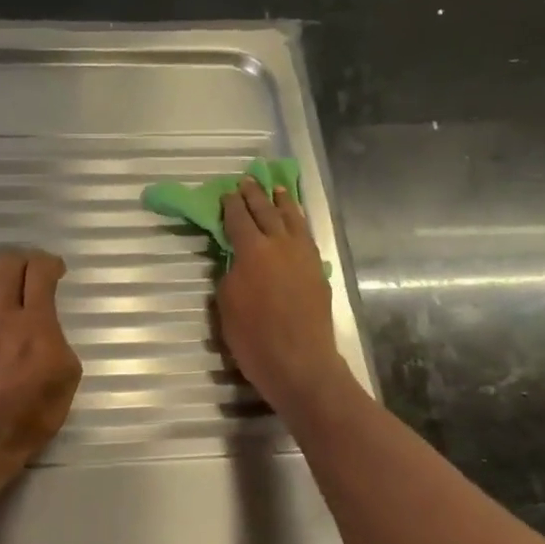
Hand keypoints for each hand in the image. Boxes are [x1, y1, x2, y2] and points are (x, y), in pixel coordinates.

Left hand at [0, 249, 82, 467]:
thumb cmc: (31, 414)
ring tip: (3, 279)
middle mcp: (3, 313)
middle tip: (31, 274)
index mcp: (36, 322)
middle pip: (9, 263)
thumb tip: (47, 330)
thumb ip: (59, 342)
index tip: (56, 271)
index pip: (40, 271)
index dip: (50, 262)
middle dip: (24, 260)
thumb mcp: (67, 378)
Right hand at [217, 179, 346, 411]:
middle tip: (248, 181)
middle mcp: (280, 245)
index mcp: (253, 252)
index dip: (231, 205)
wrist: (300, 363)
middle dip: (255, 196)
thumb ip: (230, 275)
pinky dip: (299, 223)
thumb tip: (237, 262)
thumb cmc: (254, 339)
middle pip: (267, 212)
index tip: (227, 193)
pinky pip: (306, 237)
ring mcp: (304, 257)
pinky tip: (296, 223)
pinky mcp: (318, 271)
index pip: (239, 220)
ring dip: (283, 203)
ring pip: (293, 220)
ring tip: (278, 190)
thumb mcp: (226, 306)